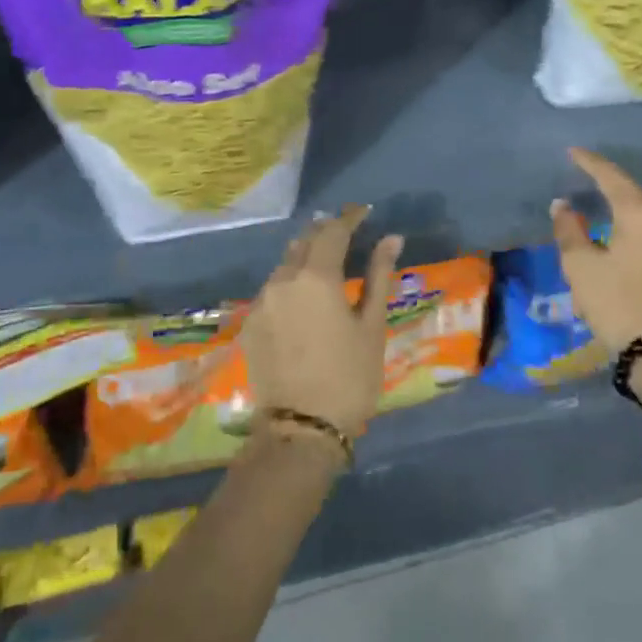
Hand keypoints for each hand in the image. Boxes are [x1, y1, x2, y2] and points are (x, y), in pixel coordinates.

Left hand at [244, 206, 401, 439]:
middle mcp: (283, 279)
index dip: (350, 218)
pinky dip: (290, 281)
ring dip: (306, 255)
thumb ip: (379, 277)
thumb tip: (391, 239)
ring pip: (285, 263)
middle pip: (305, 241)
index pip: (333, 231)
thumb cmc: (349, 377)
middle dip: (326, 232)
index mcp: (316, 276)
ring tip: (326, 260)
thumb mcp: (372, 326)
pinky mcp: (251, 323)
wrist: (300, 430)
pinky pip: (273, 288)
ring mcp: (262, 301)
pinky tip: (303, 296)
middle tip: (347, 232)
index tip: (365, 212)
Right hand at [551, 148, 641, 353]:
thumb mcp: (580, 265)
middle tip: (581, 167)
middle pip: (628, 188)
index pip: (611, 177)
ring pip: (638, 207)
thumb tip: (562, 205)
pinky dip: (625, 214)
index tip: (571, 151)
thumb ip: (568, 229)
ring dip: (616, 197)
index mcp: (638, 214)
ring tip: (594, 189)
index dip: (589, 163)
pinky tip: (612, 219)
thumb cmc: (615, 301)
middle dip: (604, 177)